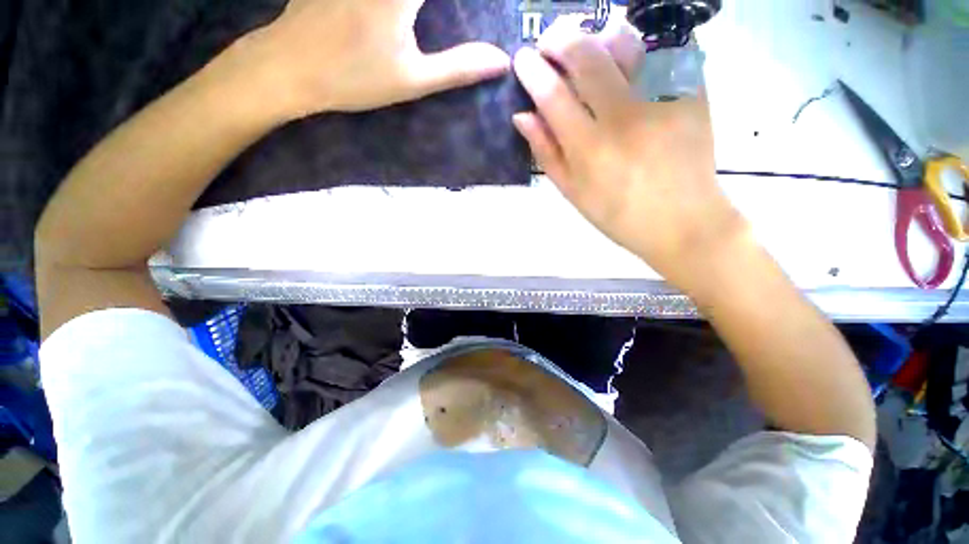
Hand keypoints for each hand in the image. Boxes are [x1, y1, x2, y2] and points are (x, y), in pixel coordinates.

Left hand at [239, 0, 510, 118]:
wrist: (290, 66)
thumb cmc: (355, 77)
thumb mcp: (413, 79)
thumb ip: (459, 67)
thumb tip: (502, 61)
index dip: (471, 1)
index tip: (475, 12)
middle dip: (429, 10)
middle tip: (425, 25)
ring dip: (417, 8)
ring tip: (416, 22)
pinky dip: (402, 4)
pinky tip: (402, 16)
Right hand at [512, 19, 745, 290]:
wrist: (682, 221)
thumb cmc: (618, 215)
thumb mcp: (573, 192)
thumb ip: (547, 153)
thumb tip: (523, 116)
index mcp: (590, 149)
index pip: (553, 95)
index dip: (533, 71)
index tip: (523, 59)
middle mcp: (624, 117)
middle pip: (587, 58)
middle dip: (561, 40)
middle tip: (550, 43)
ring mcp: (662, 100)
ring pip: (626, 45)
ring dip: (599, 39)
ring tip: (591, 50)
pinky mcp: (692, 94)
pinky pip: (661, 54)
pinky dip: (638, 51)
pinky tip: (628, 66)